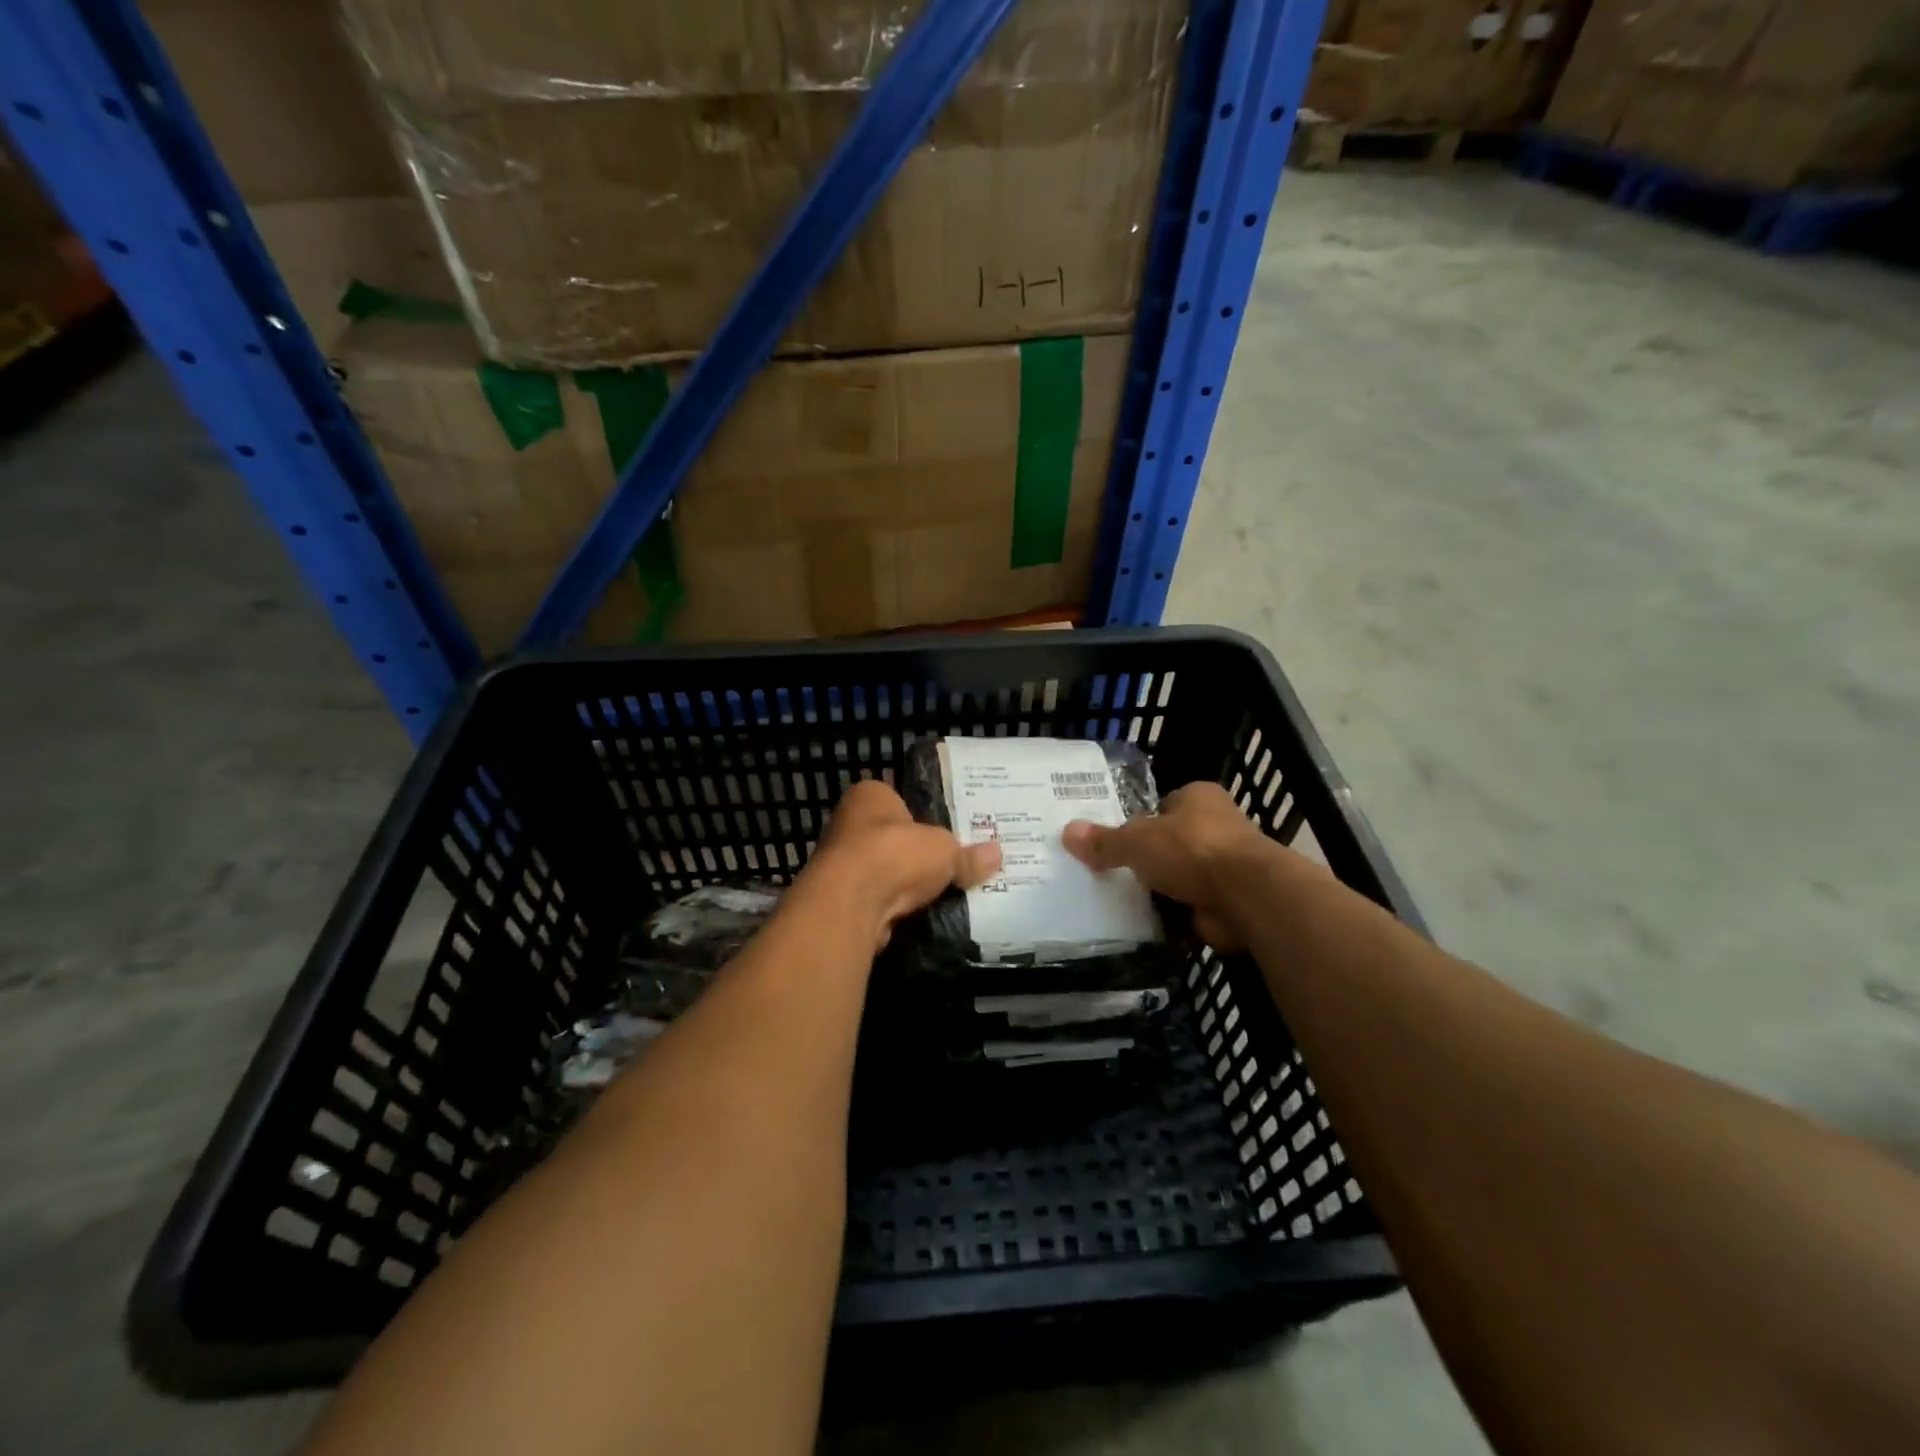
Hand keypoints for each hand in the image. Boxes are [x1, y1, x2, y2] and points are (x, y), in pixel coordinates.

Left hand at [799, 779, 1000, 947]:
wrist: (850, 902)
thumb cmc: (895, 853)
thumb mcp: (945, 850)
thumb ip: (968, 855)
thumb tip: (997, 855)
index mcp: (870, 795)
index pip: (899, 799)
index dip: (923, 816)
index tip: (947, 833)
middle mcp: (849, 823)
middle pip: (891, 837)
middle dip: (915, 853)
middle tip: (950, 865)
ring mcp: (841, 862)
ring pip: (882, 870)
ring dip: (903, 884)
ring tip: (940, 893)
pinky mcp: (840, 898)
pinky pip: (876, 899)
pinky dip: (893, 907)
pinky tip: (917, 915)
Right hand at [1063, 782, 1271, 950]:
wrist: (1247, 896)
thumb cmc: (1191, 850)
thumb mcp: (1136, 841)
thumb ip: (1104, 841)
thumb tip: (1067, 832)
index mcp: (1199, 798)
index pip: (1164, 805)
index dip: (1141, 821)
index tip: (1117, 841)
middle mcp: (1217, 827)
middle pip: (1172, 843)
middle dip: (1149, 860)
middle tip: (1110, 874)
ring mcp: (1227, 866)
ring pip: (1182, 878)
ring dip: (1161, 892)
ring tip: (1120, 902)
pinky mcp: (1229, 901)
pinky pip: (1191, 909)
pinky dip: (1173, 920)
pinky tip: (1144, 927)